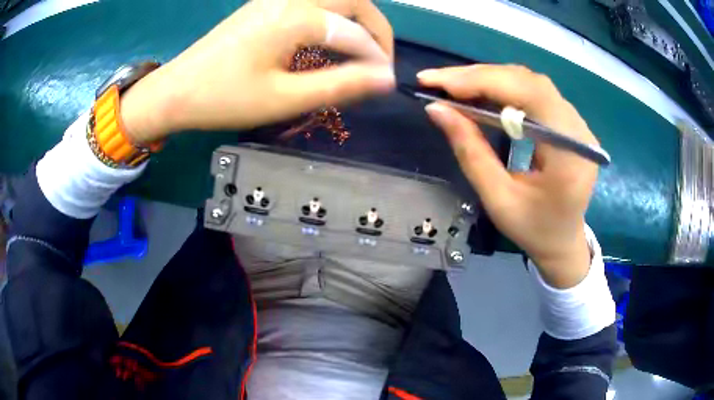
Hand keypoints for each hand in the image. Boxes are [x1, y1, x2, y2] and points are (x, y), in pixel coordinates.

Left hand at [120, 0, 394, 142]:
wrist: (176, 91)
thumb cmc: (225, 98)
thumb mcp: (284, 98)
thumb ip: (339, 85)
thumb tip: (384, 79)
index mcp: (296, 18)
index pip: (355, 33)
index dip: (377, 58)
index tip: (385, 83)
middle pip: (354, 1)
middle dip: (376, 29)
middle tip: (378, 61)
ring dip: (356, 20)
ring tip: (360, 51)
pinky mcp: (266, 5)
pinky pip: (314, 3)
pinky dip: (334, 18)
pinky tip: (330, 41)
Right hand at [419, 65, 598, 288]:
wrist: (563, 242)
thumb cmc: (534, 230)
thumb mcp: (498, 199)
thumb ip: (470, 152)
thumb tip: (436, 109)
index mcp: (570, 153)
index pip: (529, 94)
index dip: (482, 81)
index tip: (438, 82)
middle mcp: (579, 130)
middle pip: (528, 82)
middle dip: (480, 77)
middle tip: (438, 81)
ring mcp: (577, 123)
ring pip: (530, 82)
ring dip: (489, 79)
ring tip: (454, 86)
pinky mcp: (569, 122)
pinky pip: (534, 93)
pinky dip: (503, 88)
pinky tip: (481, 93)